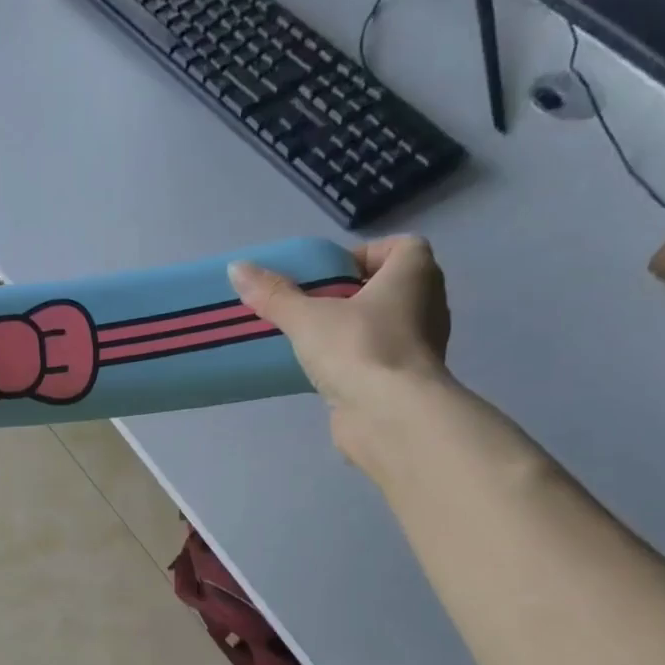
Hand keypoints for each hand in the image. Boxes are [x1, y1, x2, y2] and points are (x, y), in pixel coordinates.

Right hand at [229, 235, 452, 466]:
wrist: (391, 417)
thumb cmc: (359, 349)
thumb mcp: (307, 317)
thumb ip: (274, 294)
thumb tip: (236, 268)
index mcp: (415, 274)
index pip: (401, 247)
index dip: (365, 256)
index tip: (330, 275)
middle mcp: (428, 304)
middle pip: (389, 288)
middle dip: (352, 295)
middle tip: (312, 307)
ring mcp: (421, 347)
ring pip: (384, 326)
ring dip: (353, 330)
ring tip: (312, 341)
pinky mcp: (406, 382)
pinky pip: (378, 360)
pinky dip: (356, 362)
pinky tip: (324, 373)